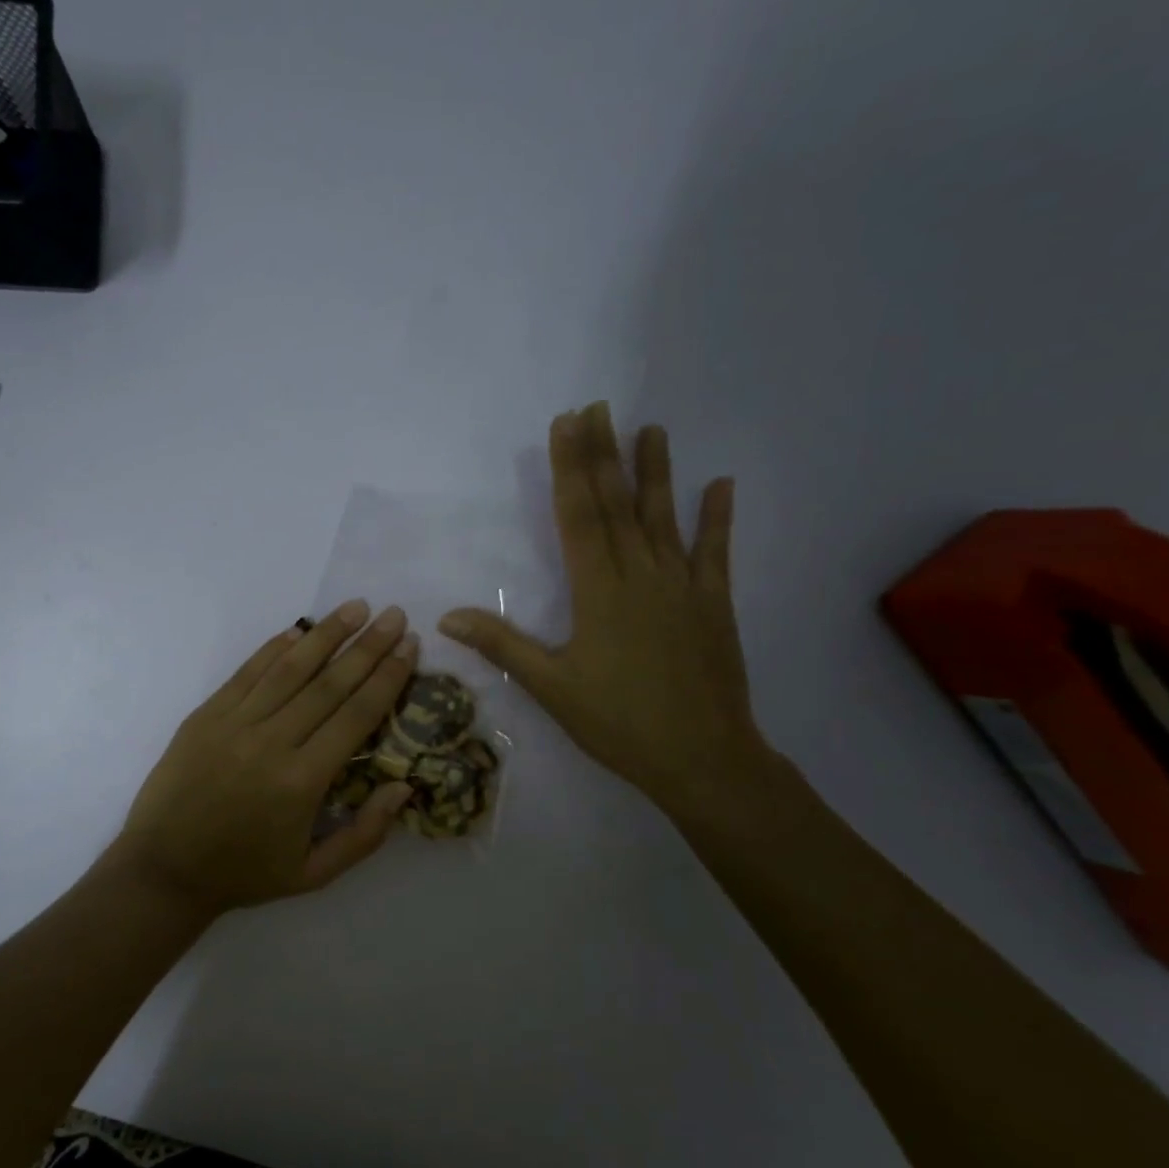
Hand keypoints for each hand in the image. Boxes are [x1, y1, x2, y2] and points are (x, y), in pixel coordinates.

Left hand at [111, 601, 418, 917]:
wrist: (164, 869)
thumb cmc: (244, 873)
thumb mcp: (314, 874)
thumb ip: (365, 834)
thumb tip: (405, 788)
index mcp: (303, 782)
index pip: (356, 716)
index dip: (386, 678)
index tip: (409, 648)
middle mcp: (272, 743)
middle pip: (329, 684)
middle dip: (367, 647)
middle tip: (395, 615)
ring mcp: (235, 724)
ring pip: (289, 669)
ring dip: (326, 635)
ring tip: (356, 607)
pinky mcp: (206, 715)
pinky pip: (247, 673)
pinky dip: (274, 648)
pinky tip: (298, 629)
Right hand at [439, 403, 767, 821]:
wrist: (703, 758)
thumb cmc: (619, 723)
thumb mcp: (551, 688)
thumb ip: (502, 646)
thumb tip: (446, 618)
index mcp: (599, 591)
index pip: (579, 516)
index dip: (570, 468)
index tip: (566, 424)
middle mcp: (641, 575)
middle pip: (618, 504)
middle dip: (604, 454)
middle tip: (597, 408)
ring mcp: (683, 586)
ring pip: (664, 517)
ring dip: (657, 471)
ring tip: (652, 428)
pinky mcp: (714, 604)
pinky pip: (716, 552)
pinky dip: (718, 518)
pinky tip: (722, 483)